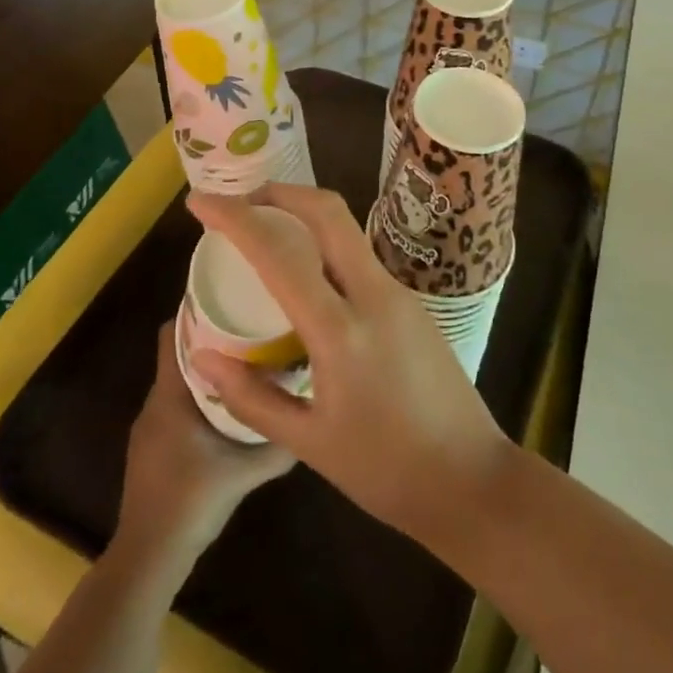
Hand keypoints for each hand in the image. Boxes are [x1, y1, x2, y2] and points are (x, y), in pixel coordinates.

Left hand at [116, 323, 294, 561]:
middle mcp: (155, 403)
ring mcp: (149, 428)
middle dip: (212, 339)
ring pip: (179, 383)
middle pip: (180, 354)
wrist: (148, 557)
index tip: (229, 298)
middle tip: (250, 329)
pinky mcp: (152, 450)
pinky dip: (199, 398)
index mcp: (170, 395)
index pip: (172, 333)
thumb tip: (312, 419)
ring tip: (246, 364)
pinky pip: (176, 407)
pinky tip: (227, 410)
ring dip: (208, 371)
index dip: (195, 311)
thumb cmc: (191, 502)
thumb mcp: (244, 472)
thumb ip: (277, 445)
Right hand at [186, 185, 513, 544]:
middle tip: (240, 202)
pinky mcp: (411, 301)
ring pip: (347, 229)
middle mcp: (374, 294)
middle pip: (327, 211)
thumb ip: (251, 397)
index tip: (200, 201)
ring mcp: (399, 292)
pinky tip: (306, 275)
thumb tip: (202, 355)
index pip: (280, 254)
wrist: (472, 479)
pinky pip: (360, 255)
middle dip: (279, 193)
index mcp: (342, 330)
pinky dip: (325, 245)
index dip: (235, 218)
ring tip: (266, 233)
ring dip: (304, 215)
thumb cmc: (386, 471)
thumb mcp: (309, 443)